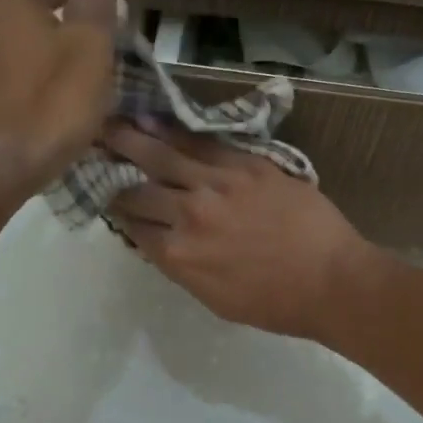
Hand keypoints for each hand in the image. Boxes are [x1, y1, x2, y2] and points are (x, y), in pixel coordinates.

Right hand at [103, 123, 380, 338]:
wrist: (332, 280)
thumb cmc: (276, 303)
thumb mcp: (216, 299)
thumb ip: (182, 267)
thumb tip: (161, 241)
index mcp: (179, 256)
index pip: (133, 226)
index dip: (115, 210)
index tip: (103, 193)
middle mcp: (188, 216)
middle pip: (137, 189)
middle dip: (110, 170)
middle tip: (90, 149)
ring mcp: (216, 185)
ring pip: (162, 156)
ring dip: (130, 139)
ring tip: (107, 123)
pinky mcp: (245, 165)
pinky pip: (201, 144)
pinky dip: (173, 131)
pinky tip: (153, 119)